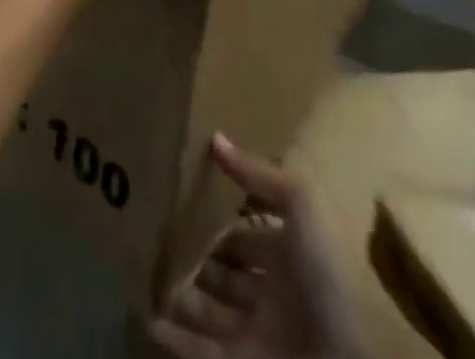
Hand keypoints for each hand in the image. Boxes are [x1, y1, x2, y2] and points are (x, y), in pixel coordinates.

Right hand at [151, 135, 366, 358]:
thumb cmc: (327, 277)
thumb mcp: (302, 206)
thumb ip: (259, 175)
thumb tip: (215, 138)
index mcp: (287, 259)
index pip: (244, 238)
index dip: (218, 224)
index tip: (184, 207)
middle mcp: (271, 297)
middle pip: (224, 276)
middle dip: (196, 261)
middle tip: (159, 243)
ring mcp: (257, 337)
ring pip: (209, 312)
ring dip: (180, 297)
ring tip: (148, 278)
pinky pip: (201, 352)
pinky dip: (176, 341)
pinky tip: (150, 321)